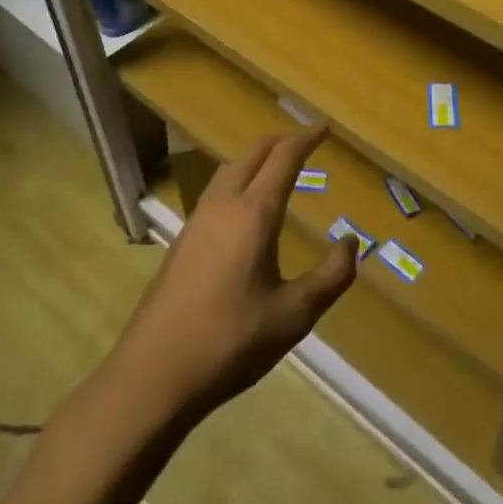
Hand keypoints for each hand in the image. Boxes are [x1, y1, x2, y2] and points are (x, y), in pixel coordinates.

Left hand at [117, 123, 357, 415]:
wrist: (151, 376)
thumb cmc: (230, 343)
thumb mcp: (293, 316)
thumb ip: (330, 277)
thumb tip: (351, 243)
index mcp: (254, 214)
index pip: (284, 157)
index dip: (307, 138)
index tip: (325, 126)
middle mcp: (223, 205)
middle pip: (254, 153)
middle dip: (282, 141)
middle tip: (307, 141)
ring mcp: (197, 221)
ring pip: (230, 169)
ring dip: (258, 158)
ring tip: (279, 167)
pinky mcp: (182, 241)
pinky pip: (217, 190)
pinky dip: (240, 179)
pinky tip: (245, 208)